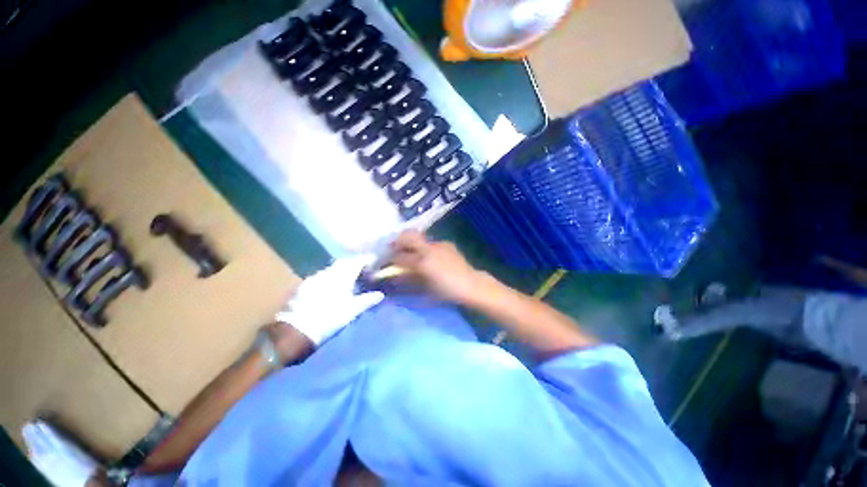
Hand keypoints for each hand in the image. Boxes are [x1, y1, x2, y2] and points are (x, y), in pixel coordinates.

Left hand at [275, 255, 383, 345]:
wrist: (298, 329)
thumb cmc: (330, 317)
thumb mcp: (353, 310)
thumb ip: (368, 300)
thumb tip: (380, 294)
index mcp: (343, 276)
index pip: (357, 261)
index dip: (366, 259)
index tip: (374, 261)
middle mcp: (329, 272)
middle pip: (344, 262)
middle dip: (354, 263)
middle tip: (362, 269)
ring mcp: (315, 277)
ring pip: (332, 268)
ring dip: (341, 270)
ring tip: (348, 278)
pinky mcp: (305, 285)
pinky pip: (321, 276)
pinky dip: (330, 277)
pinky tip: (330, 287)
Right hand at [391, 230, 483, 304]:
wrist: (471, 285)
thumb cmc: (448, 291)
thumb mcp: (425, 289)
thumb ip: (409, 279)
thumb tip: (396, 275)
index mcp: (423, 262)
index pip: (401, 256)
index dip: (391, 258)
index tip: (386, 261)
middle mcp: (430, 249)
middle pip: (408, 236)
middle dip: (397, 241)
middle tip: (392, 248)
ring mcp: (439, 244)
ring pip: (419, 237)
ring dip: (411, 243)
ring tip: (408, 252)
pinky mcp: (447, 244)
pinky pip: (431, 243)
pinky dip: (424, 247)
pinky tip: (427, 256)